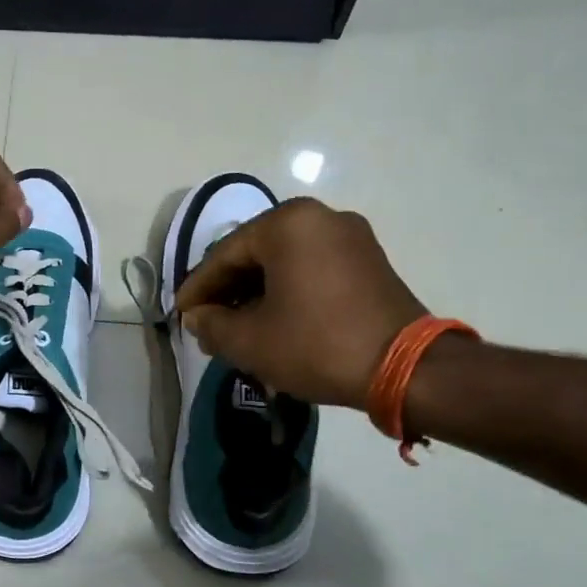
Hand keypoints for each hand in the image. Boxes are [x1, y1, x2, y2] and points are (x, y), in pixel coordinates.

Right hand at [173, 199, 425, 408]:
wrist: (406, 369)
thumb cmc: (317, 344)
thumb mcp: (250, 340)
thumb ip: (212, 324)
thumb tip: (197, 317)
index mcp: (287, 224)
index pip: (225, 255)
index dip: (198, 288)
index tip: (180, 314)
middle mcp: (320, 217)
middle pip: (255, 254)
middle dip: (227, 291)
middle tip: (206, 323)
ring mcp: (350, 236)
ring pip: (284, 262)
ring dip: (256, 293)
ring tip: (236, 328)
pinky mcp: (369, 260)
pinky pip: (312, 268)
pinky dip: (287, 291)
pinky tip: (272, 320)